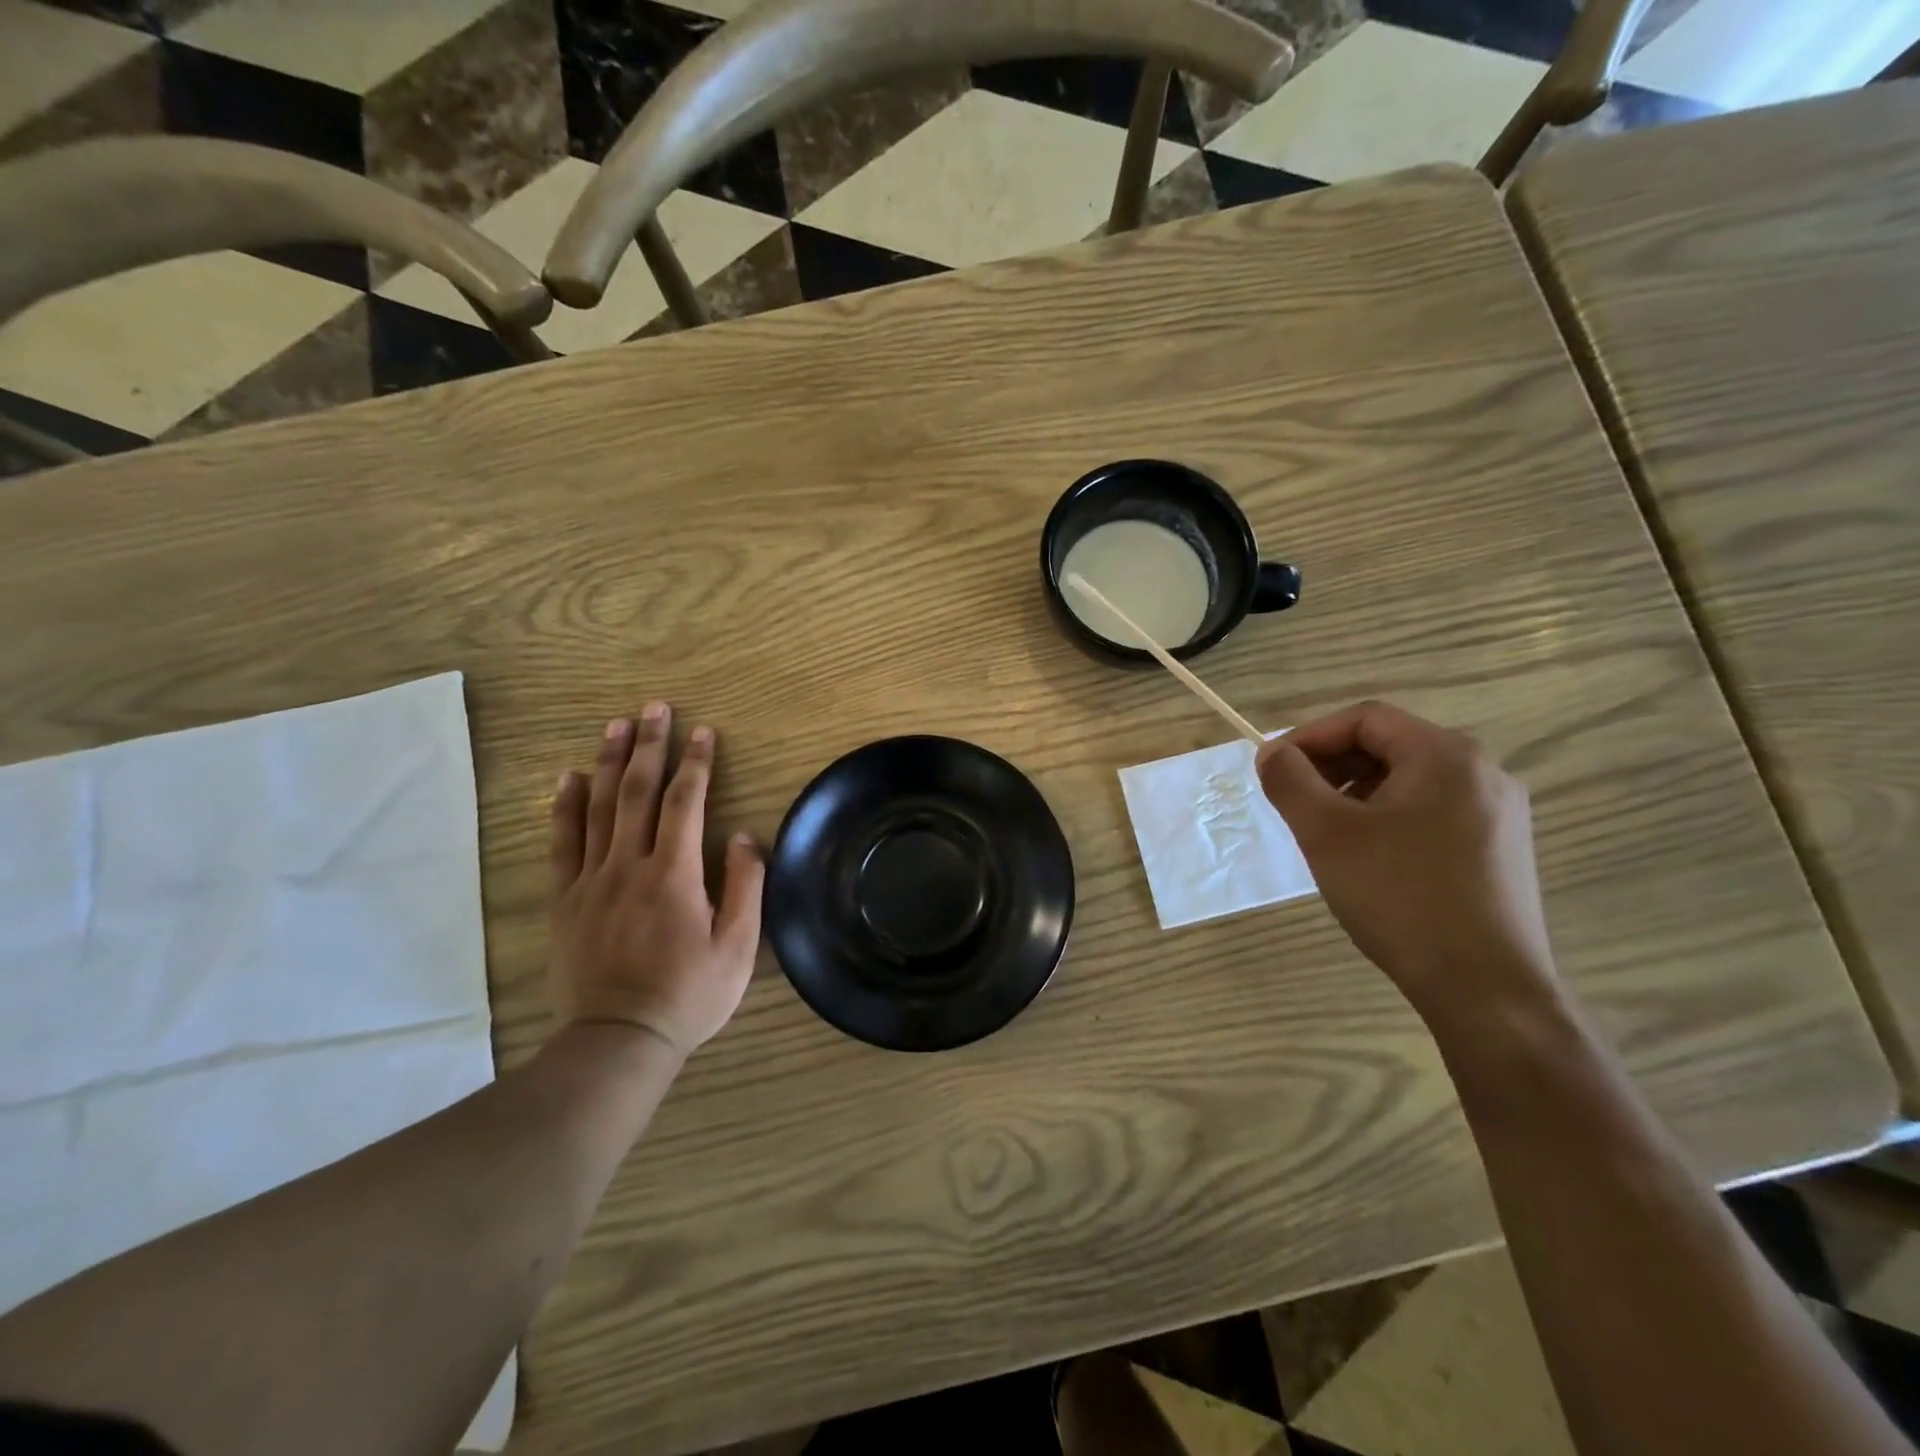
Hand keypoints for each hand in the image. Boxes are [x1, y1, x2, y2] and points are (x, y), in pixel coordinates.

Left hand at [548, 704, 764, 1057]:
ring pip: (598, 808)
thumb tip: (743, 836)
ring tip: (616, 726)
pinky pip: (562, 843)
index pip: (685, 803)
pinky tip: (568, 779)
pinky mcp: (566, 900)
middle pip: (638, 793)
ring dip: (609, 763)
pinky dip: (565, 807)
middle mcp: (628, 866)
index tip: (703, 731)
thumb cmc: (688, 995)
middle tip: (654, 708)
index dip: (696, 763)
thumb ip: (744, 886)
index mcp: (674, 874)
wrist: (617, 1040)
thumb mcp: (738, 947)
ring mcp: (591, 881)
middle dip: (649, 746)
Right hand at [1255, 701, 1556, 1023]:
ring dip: (1355, 793)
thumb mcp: (1326, 833)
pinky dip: (1387, 818)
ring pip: (1408, 781)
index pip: (1364, 719)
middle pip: (1389, 746)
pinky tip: (1368, 858)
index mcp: (1446, 755)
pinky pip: (1431, 811)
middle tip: (1292, 801)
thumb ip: (1289, 781)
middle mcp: (1483, 771)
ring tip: (1324, 832)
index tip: (1271, 769)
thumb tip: (1271, 753)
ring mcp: (1499, 812)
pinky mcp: (1500, 849)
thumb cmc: (1400, 897)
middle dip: (1330, 766)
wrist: (1486, 989)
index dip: (1309, 737)